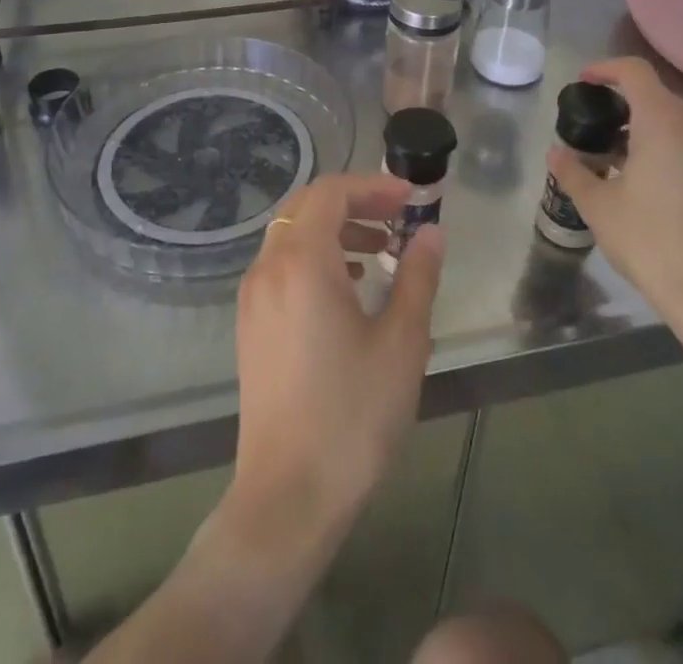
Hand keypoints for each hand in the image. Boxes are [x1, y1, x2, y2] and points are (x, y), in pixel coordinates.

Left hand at [223, 173, 444, 560]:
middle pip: (307, 206)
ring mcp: (252, 296)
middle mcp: (268, 267)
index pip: (331, 192)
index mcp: (302, 261)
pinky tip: (349, 287)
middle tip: (398, 218)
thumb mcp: (401, 343)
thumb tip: (431, 231)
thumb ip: (417, 276)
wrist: (287, 498)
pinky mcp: (250, 323)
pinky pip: (282, 264)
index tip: (411, 198)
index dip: (373, 186)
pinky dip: (316, 256)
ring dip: (335, 228)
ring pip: (292, 234)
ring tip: (381, 251)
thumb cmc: (352, 416)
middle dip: (355, 202)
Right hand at [547, 57, 682, 338]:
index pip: (635, 71)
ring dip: (646, 128)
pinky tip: (652, 181)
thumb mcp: (598, 206)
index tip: (584, 84)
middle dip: (622, 105)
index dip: (606, 69)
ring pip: (677, 121)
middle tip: (596, 132)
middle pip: (655, 96)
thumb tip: (557, 153)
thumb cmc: (649, 240)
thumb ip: (573, 171)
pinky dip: (670, 146)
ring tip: (620, 161)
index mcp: (663, 121)